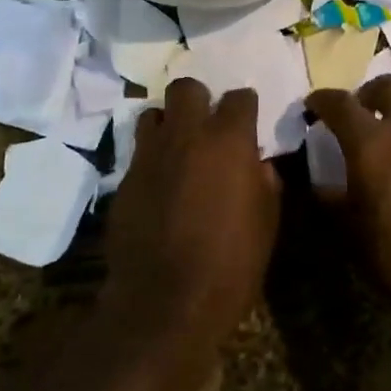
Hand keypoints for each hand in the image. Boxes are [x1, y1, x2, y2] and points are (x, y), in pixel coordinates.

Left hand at [104, 77, 282, 367]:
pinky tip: (159, 184)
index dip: (246, 107)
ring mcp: (149, 155)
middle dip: (199, 100)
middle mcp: (186, 136)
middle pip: (186, 88)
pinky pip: (138, 152)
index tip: (248, 122)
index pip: (239, 98)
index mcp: (228, 141)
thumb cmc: (230, 265)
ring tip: (178, 149)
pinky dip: (151, 158)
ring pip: (153, 113)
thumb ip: (265, 184)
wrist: (164, 302)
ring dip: (168, 124)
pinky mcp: (124, 179)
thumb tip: (257, 165)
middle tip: (207, 126)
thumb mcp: (266, 225)